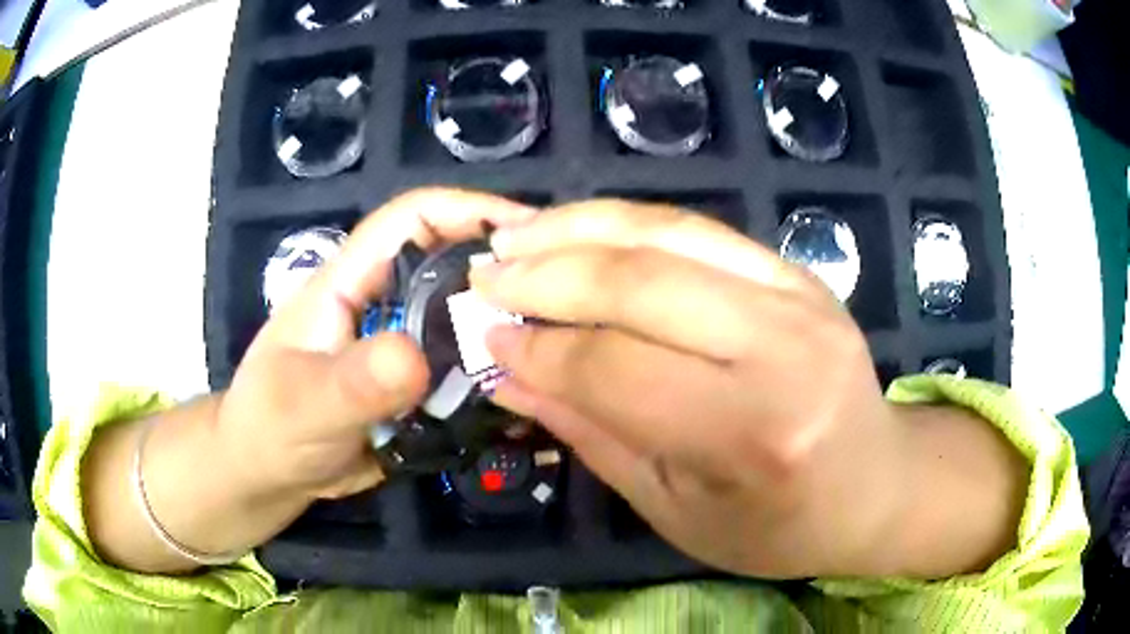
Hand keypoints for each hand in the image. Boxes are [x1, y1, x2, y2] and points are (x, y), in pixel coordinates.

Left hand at [218, 188, 535, 501]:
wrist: (269, 473)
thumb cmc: (270, 427)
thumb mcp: (304, 405)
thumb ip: (353, 382)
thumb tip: (414, 357)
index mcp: (349, 280)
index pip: (411, 218)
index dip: (467, 209)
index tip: (529, 230)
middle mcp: (382, 302)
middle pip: (451, 264)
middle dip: (504, 269)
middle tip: (564, 296)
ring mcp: (400, 346)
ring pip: (463, 320)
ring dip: (505, 327)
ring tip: (561, 344)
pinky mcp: (413, 386)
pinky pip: (461, 370)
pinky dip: (493, 375)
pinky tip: (528, 391)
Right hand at [471, 201, 1023, 578]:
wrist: (875, 483)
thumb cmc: (778, 525)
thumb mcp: (677, 509)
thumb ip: (593, 433)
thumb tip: (511, 372)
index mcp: (754, 434)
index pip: (618, 370)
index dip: (541, 349)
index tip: (486, 338)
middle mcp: (784, 349)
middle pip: (642, 284)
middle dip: (545, 273)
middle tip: (483, 275)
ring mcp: (800, 295)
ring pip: (669, 233)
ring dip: (577, 228)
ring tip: (514, 237)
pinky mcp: (799, 270)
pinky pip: (700, 227)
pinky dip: (628, 221)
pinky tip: (580, 228)